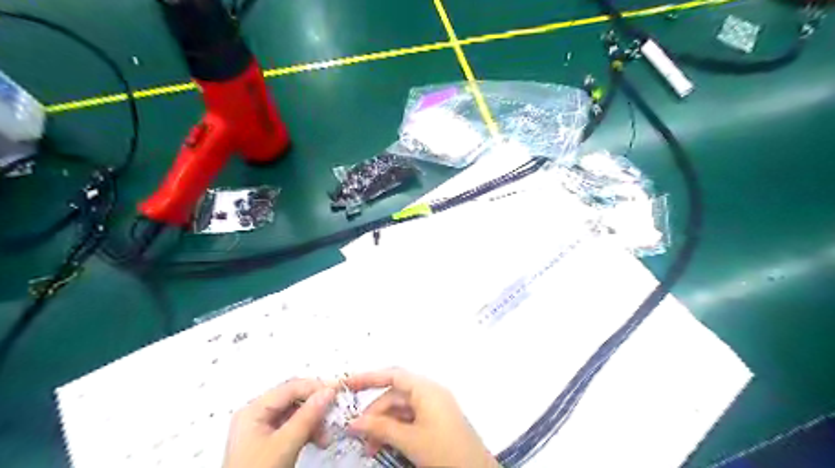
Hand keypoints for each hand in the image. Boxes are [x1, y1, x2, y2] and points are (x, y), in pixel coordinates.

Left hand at [225, 378, 339, 467]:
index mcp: (254, 410)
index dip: (315, 387)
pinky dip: (307, 431)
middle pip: (293, 399)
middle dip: (315, 406)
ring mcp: (261, 429)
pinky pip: (292, 427)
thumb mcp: (285, 444)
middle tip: (334, 413)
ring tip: (326, 435)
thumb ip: (307, 416)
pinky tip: (318, 440)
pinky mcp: (268, 442)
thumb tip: (328, 391)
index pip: (291, 387)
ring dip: (314, 421)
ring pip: (295, 413)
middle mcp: (256, 414)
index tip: (338, 391)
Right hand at [345, 369, 493, 467]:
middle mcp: (430, 393)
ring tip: (370, 447)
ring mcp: (434, 407)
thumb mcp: (409, 440)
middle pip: (395, 395)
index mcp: (426, 389)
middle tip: (357, 433)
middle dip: (375, 413)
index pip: (393, 375)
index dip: (369, 378)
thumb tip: (354, 423)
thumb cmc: (444, 451)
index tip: (348, 384)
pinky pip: (410, 419)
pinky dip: (396, 429)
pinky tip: (384, 444)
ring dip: (384, 425)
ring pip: (401, 409)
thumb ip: (380, 429)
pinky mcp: (436, 421)